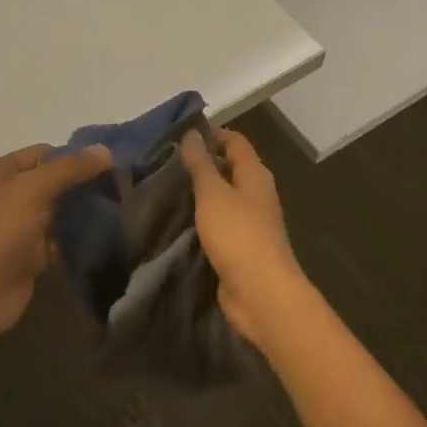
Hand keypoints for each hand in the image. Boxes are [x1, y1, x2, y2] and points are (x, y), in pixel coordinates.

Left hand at [0, 142, 111, 348]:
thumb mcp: (31, 190)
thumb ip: (69, 169)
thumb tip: (105, 151)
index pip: (43, 154)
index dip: (73, 157)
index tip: (108, 165)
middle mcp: (9, 196)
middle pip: (53, 182)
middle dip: (82, 184)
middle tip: (119, 187)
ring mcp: (20, 228)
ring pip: (59, 212)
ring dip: (83, 211)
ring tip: (119, 208)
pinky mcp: (32, 256)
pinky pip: (61, 239)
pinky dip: (79, 238)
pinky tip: (106, 234)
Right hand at [178, 129, 308, 344]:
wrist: (260, 293)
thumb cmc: (238, 235)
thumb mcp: (213, 194)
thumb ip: (201, 164)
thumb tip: (192, 133)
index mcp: (255, 175)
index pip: (236, 142)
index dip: (212, 135)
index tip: (180, 138)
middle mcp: (256, 194)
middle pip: (230, 168)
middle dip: (202, 164)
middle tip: (166, 163)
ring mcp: (250, 222)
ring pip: (223, 197)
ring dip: (200, 193)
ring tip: (166, 190)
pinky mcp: (241, 246)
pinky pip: (219, 223)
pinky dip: (202, 219)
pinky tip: (178, 221)